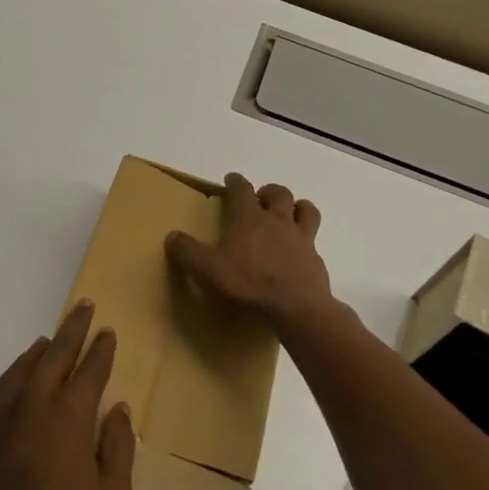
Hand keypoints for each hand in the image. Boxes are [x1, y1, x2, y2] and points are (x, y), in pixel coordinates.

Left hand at [0, 302, 135, 489]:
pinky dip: (16, 370)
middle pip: (57, 354)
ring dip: (44, 348)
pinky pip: (2, 385)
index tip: (107, 332)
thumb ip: (119, 447)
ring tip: (54, 338)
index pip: (90, 369)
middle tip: (83, 308)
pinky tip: (22, 371)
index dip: (101, 349)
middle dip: (73, 329)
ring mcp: (4, 412)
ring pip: (26, 365)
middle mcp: (36, 402)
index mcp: (70, 415)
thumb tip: (119, 409)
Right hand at [166, 173, 335, 333]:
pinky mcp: (315, 259)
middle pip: (278, 193)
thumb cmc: (248, 285)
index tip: (231, 179)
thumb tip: (172, 236)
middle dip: (268, 192)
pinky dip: (306, 240)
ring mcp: (300, 238)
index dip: (235, 182)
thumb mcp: (207, 271)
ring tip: (287, 215)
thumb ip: (188, 252)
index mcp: (248, 218)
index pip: (241, 189)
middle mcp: (277, 221)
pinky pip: (313, 240)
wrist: (296, 310)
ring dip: (296, 207)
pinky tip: (299, 252)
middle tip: (260, 200)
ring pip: (305, 209)